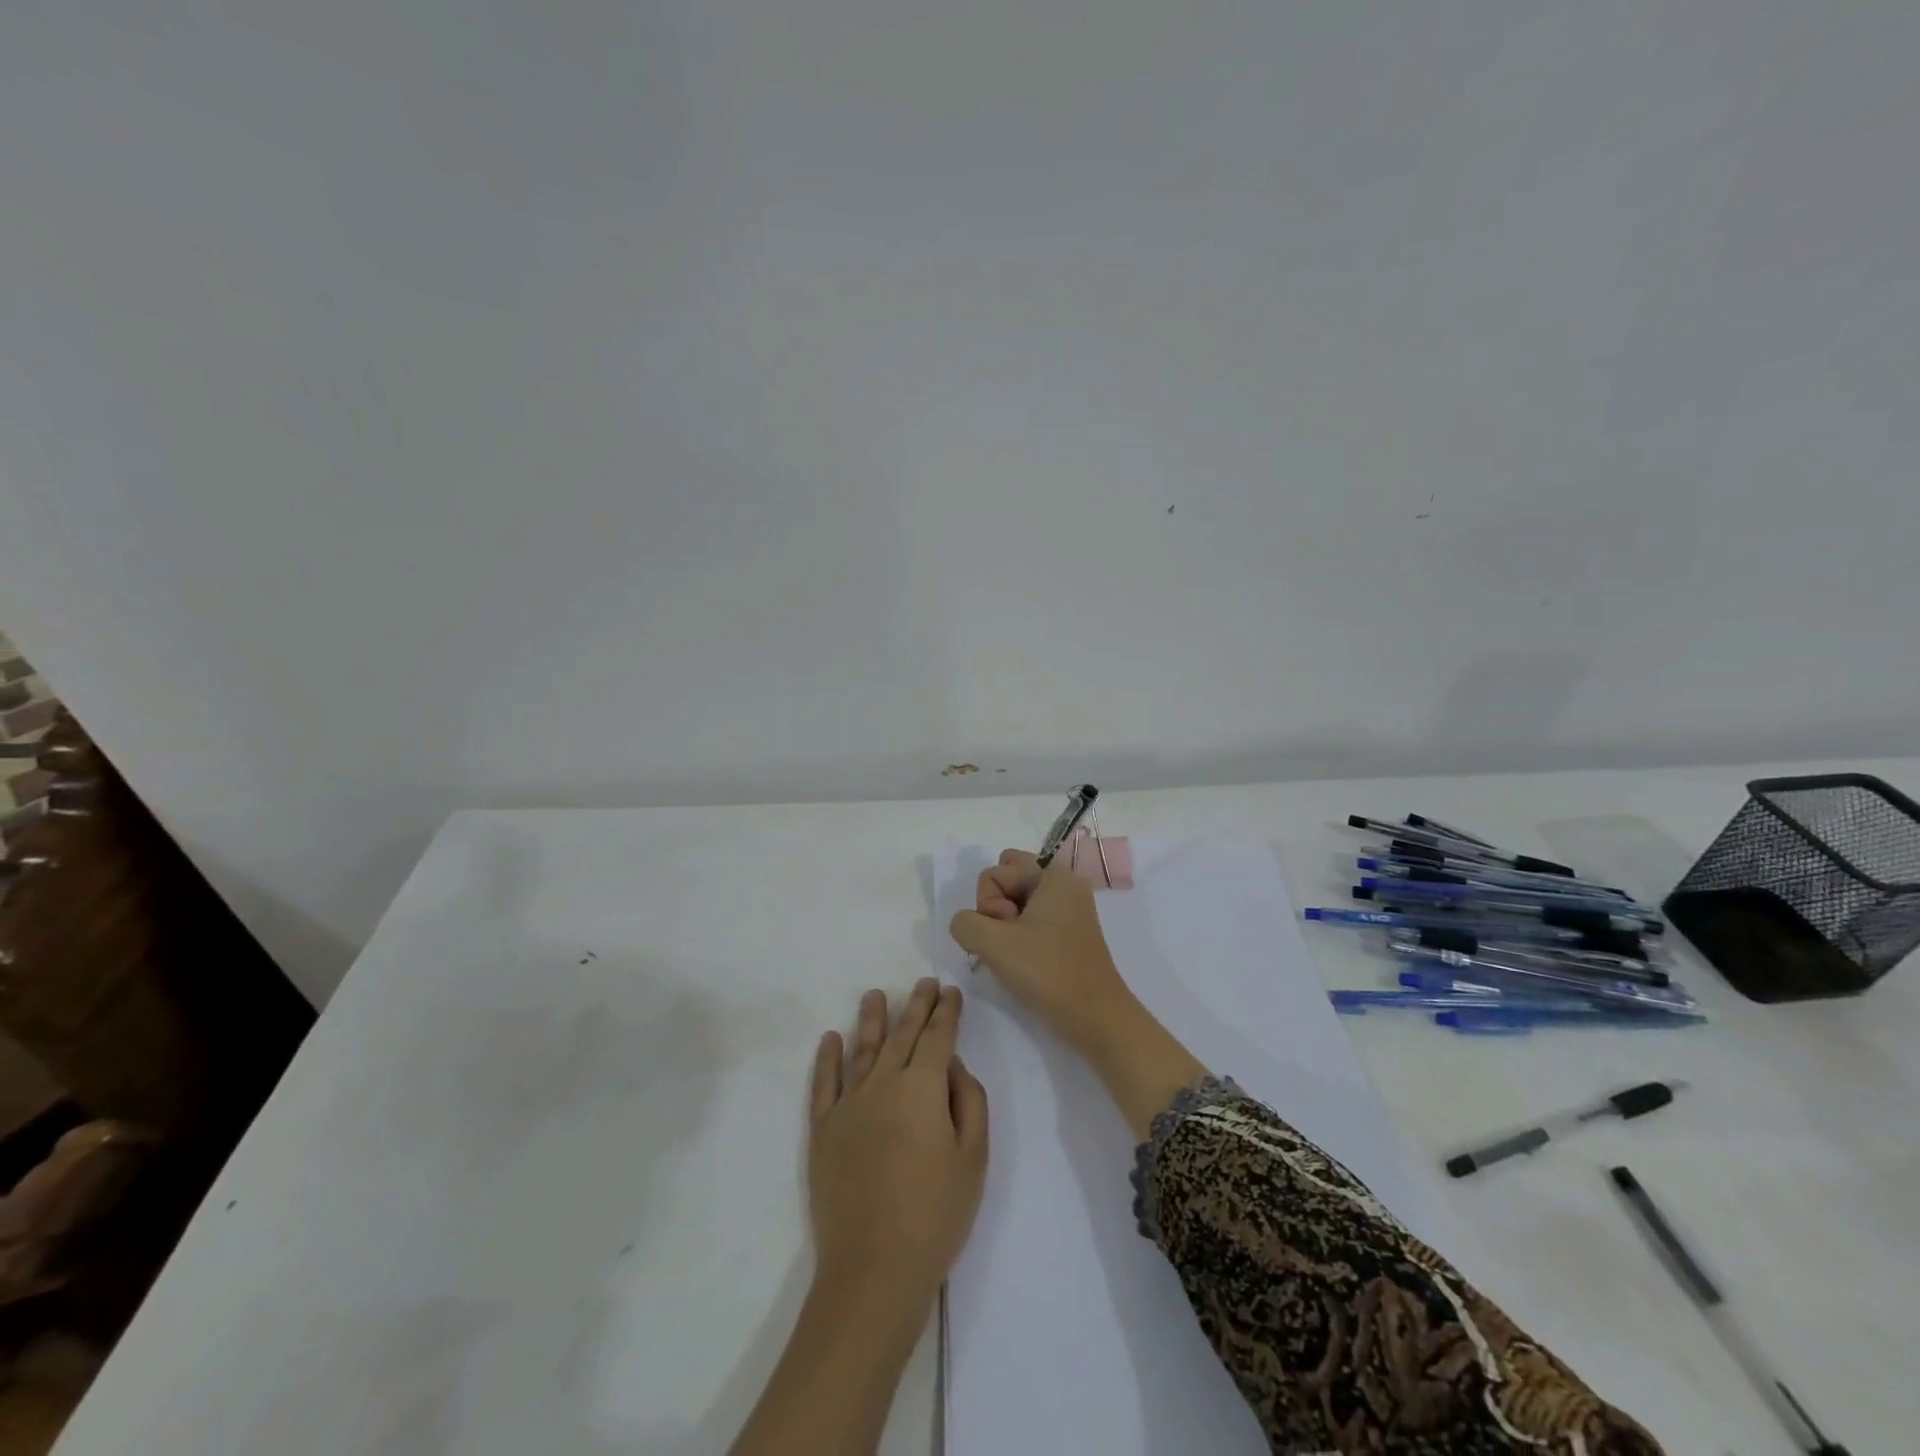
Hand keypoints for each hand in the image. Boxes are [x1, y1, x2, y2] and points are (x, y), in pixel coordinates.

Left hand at [808, 980, 988, 1313]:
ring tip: (875, 994)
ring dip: (871, 1019)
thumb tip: (953, 1065)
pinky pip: (824, 1083)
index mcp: (923, 1088)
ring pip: (862, 1049)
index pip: (938, 1037)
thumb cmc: (935, 1215)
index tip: (951, 991)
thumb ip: (970, 1101)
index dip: (947, 1012)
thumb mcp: (974, 1159)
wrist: (873, 1270)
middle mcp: (883, 1083)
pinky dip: (827, 1058)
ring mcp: (848, 1104)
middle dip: (916, 1005)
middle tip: (924, 982)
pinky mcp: (822, 1130)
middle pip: (902, 1034)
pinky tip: (830, 1038)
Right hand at [948, 850, 1137, 1052]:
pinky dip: (1019, 937)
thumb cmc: (1047, 972)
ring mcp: (1068, 909)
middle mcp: (1064, 884)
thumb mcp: (993, 944)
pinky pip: (1031, 920)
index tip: (1006, 932)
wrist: (1095, 1016)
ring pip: (1017, 902)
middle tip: (1008, 940)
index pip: (996, 871)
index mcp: (1054, 874)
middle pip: (1008, 880)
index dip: (989, 904)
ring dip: (1005, 927)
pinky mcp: (1068, 933)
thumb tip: (968, 924)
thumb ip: (965, 923)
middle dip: (995, 909)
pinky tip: (1023, 962)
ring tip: (1016, 955)